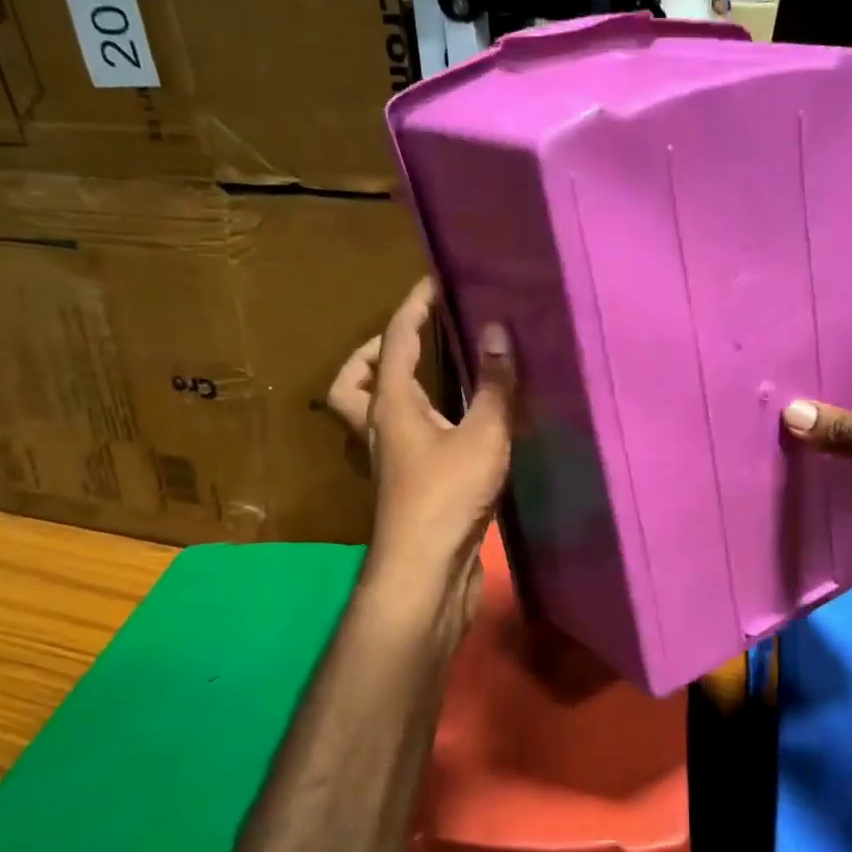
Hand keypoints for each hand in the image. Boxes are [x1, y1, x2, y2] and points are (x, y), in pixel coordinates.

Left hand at [326, 278, 515, 653]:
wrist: (426, 571)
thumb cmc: (448, 496)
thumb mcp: (483, 434)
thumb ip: (494, 383)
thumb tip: (498, 330)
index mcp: (392, 405)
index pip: (395, 340)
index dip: (414, 305)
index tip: (434, 280)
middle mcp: (381, 427)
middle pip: (353, 381)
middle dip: (373, 352)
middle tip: (411, 338)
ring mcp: (391, 459)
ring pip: (372, 411)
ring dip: (389, 386)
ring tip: (433, 376)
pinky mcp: (407, 484)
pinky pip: (400, 435)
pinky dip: (417, 417)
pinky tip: (455, 423)